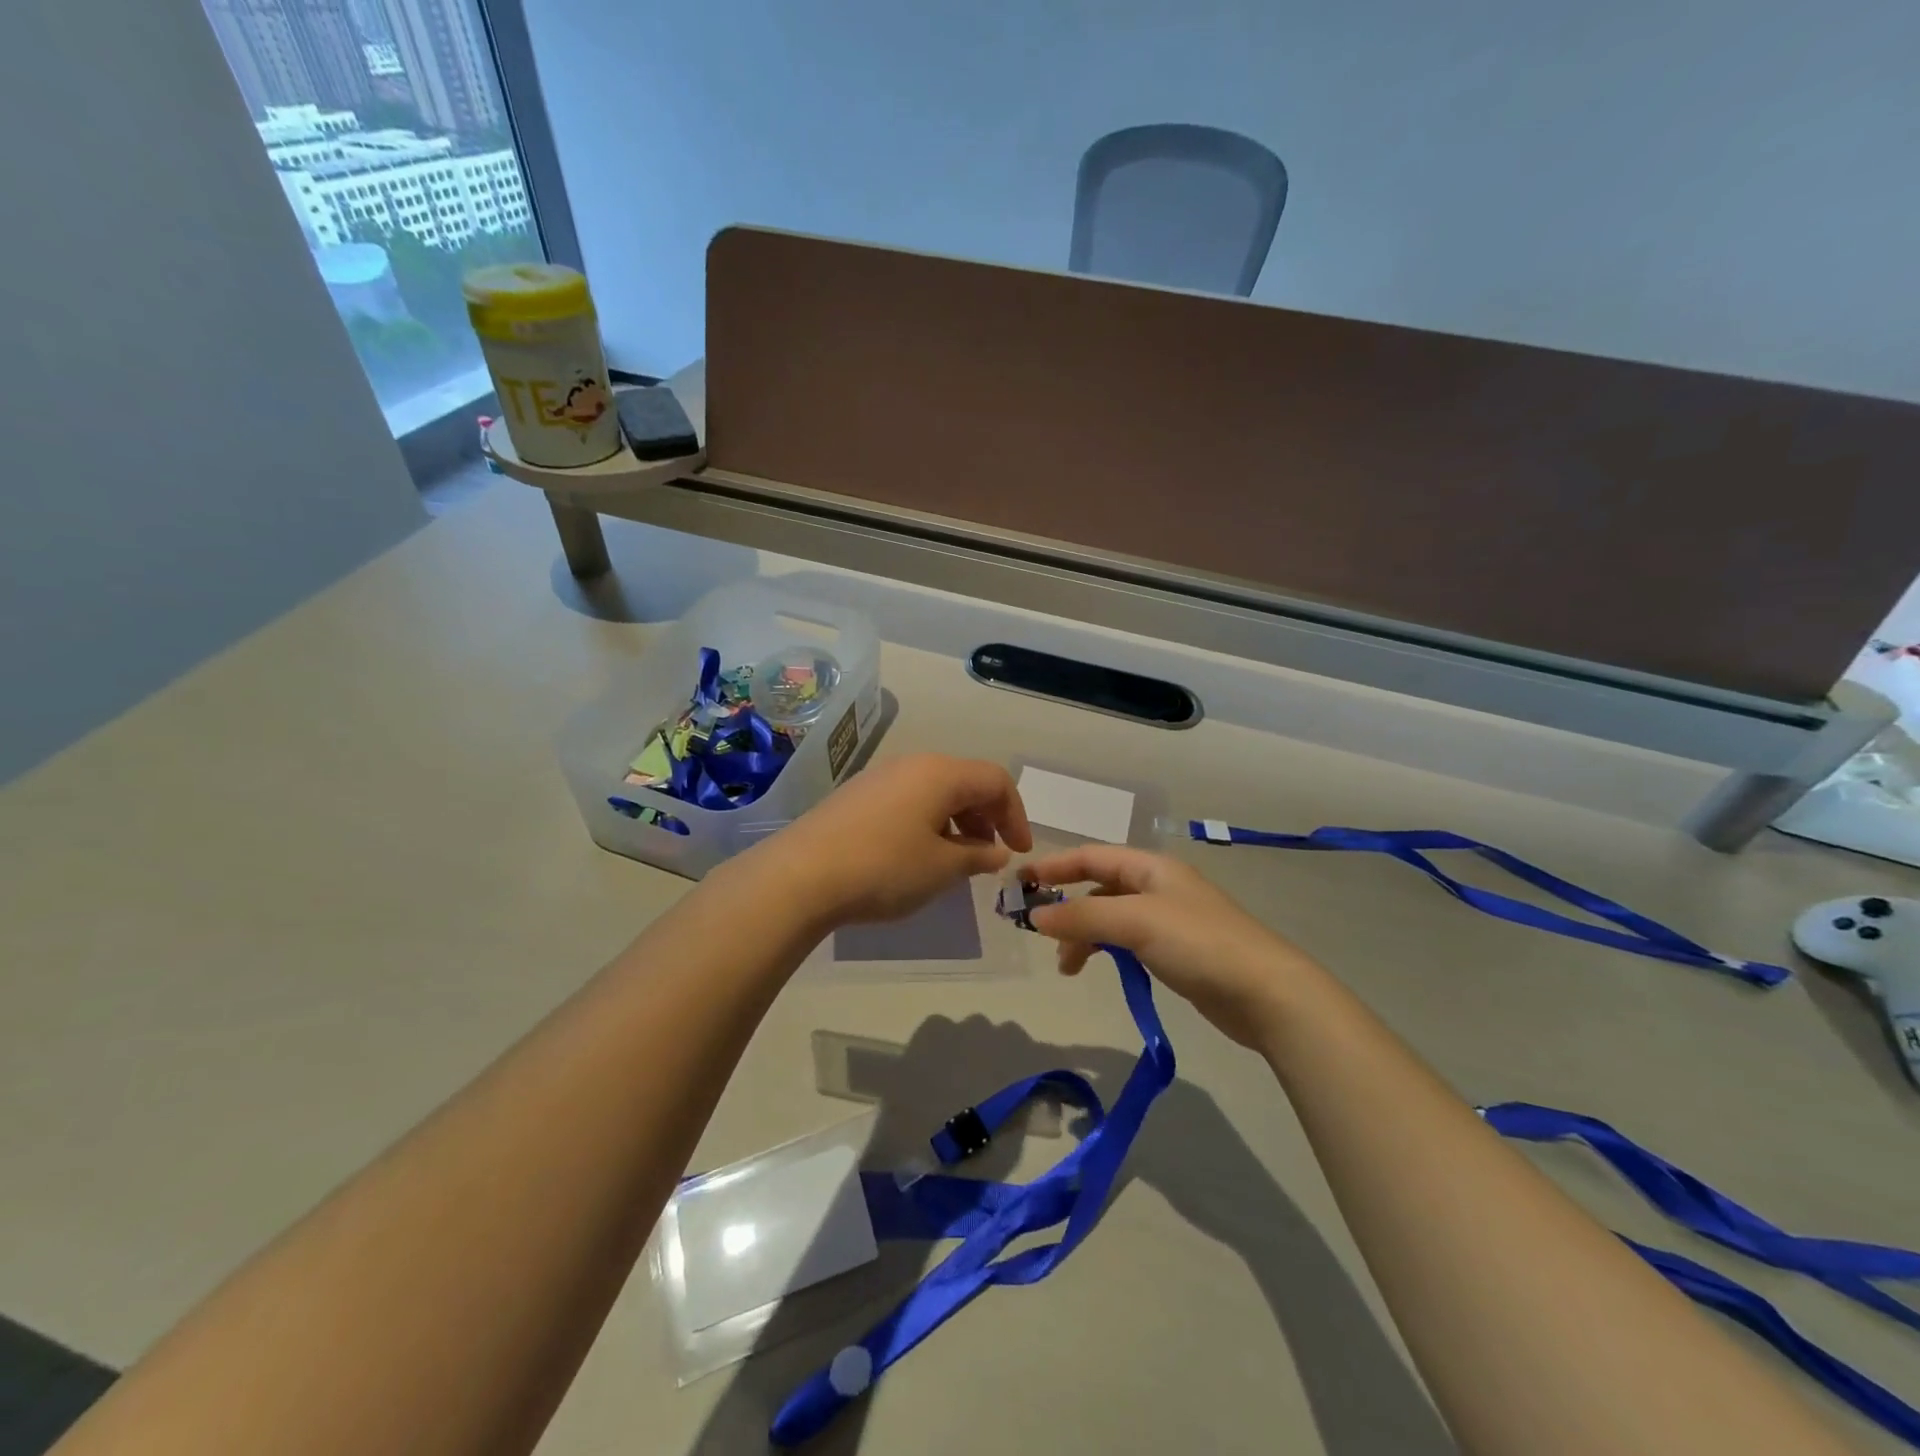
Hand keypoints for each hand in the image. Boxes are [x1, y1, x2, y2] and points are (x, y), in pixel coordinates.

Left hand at [761, 754, 1032, 926]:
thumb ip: (977, 857)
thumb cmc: (884, 868)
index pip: (995, 780)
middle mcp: (912, 764)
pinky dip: (928, 822)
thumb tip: (996, 852)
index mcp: (941, 773)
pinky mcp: (857, 795)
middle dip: (987, 818)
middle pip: (965, 781)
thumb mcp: (942, 868)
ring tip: (956, 860)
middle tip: (989, 856)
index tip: (1019, 852)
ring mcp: (880, 777)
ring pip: (935, 791)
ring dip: (957, 822)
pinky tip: (918, 856)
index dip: (1016, 815)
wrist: (800, 875)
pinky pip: (908, 800)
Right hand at [1024, 845, 1324, 1048]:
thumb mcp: (1135, 922)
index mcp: (1151, 867)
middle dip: (1068, 907)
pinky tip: (1099, 970)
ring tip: (1067, 967)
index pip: (1091, 856)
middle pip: (1099, 887)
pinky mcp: (1177, 952)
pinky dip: (1106, 951)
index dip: (1054, 867)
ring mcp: (1169, 920)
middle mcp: (1158, 886)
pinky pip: (1128, 942)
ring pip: (1111, 918)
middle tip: (1039, 934)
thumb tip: (1035, 916)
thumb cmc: (1199, 943)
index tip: (1019, 885)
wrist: (1267, 993)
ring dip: (1084, 936)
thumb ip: (1082, 916)